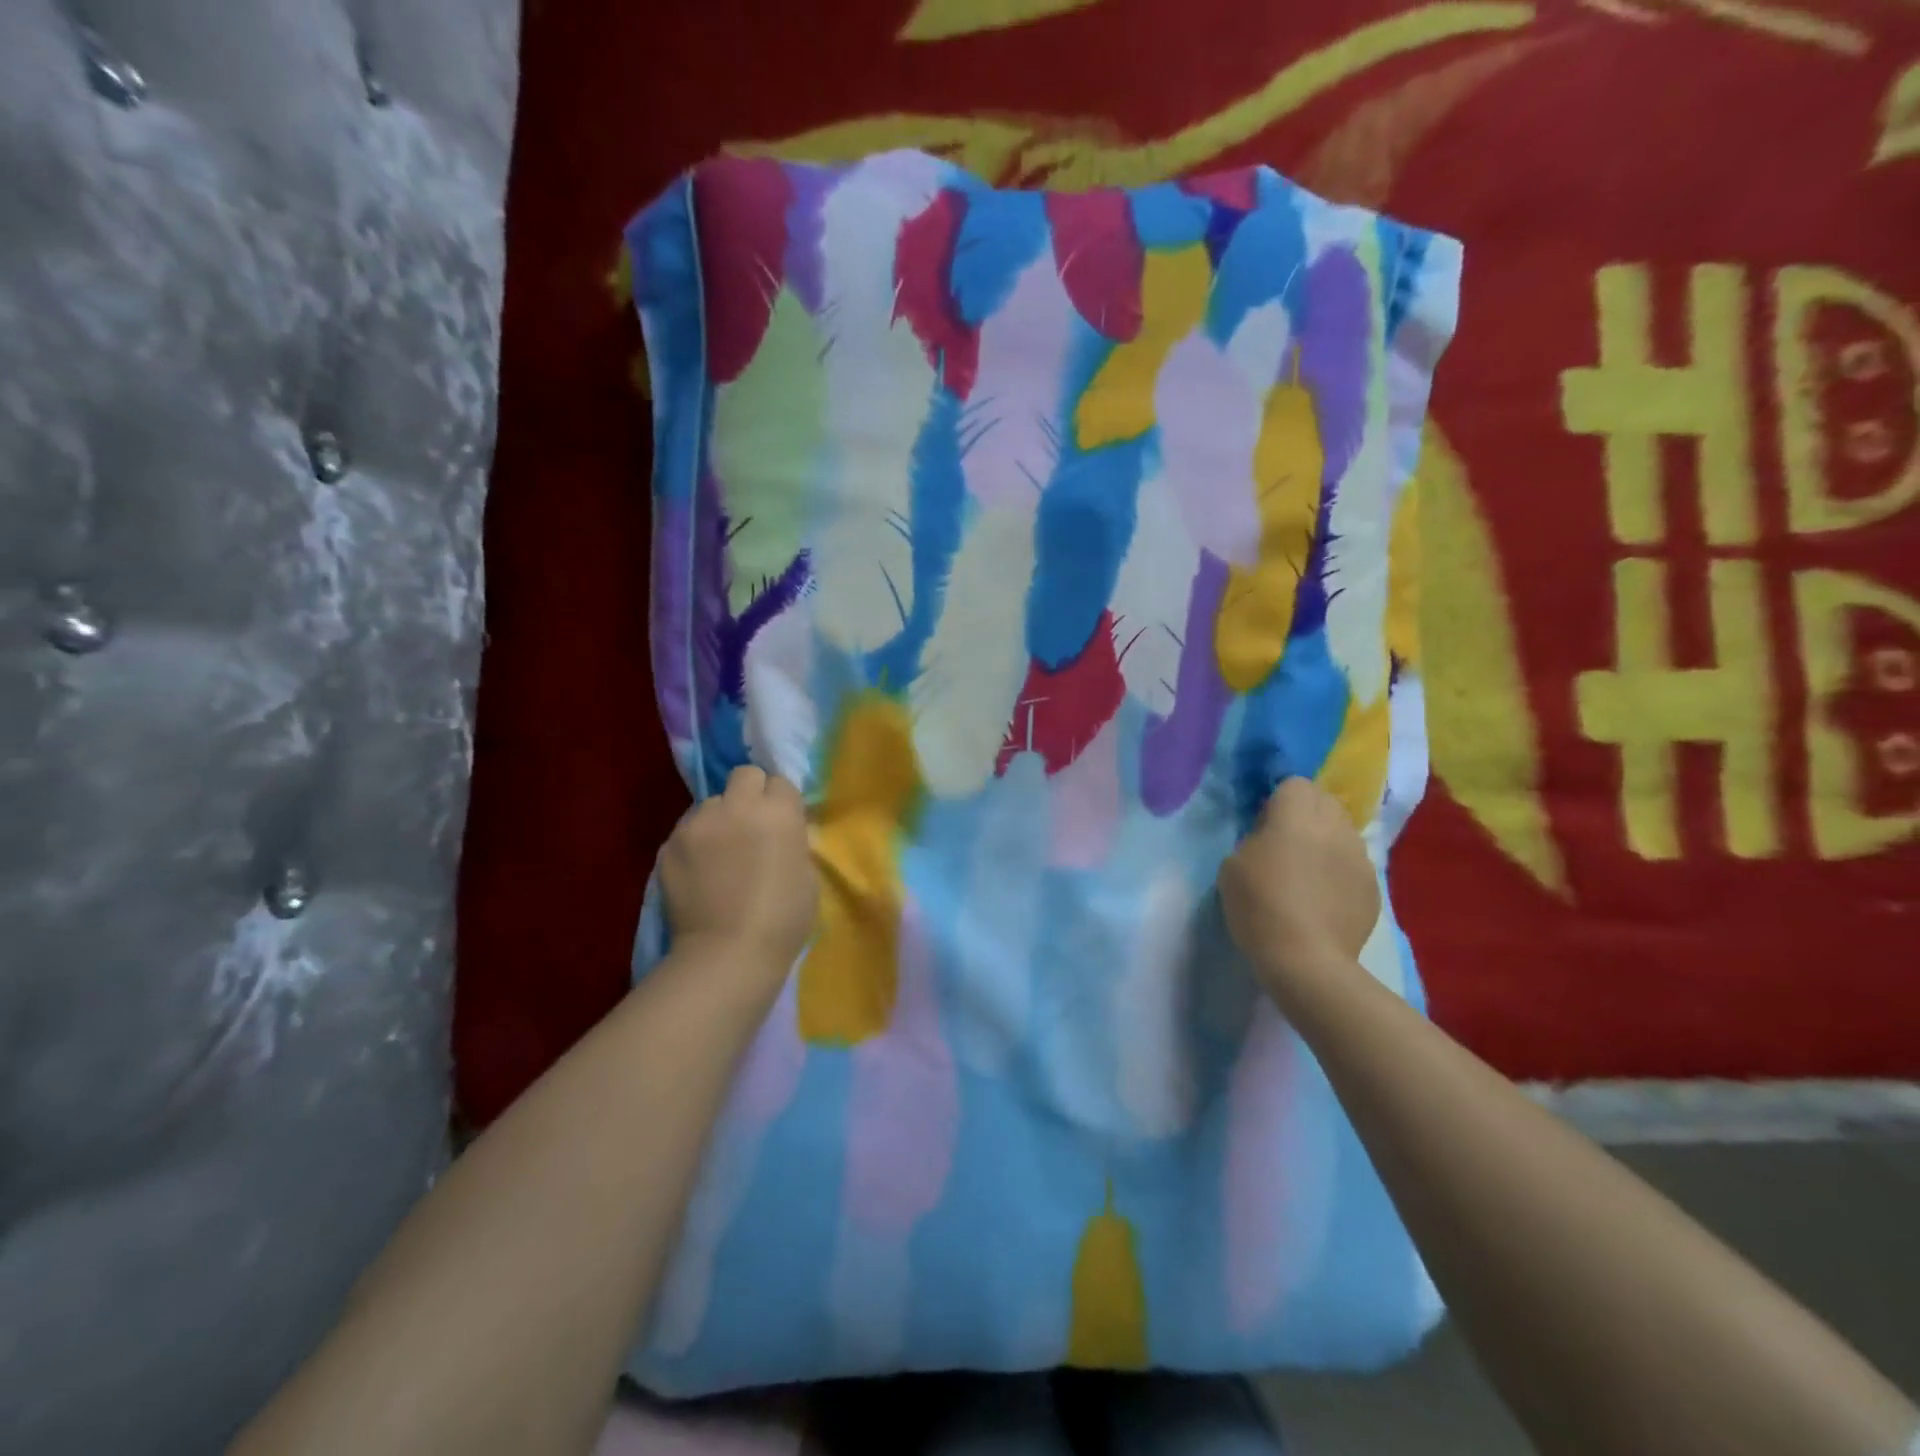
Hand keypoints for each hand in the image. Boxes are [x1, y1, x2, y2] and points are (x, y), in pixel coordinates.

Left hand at [661, 766, 818, 972]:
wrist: (727, 954)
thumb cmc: (783, 920)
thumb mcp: (807, 875)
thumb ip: (793, 842)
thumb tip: (780, 833)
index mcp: (778, 812)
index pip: (780, 782)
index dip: (781, 802)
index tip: (781, 824)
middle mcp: (737, 806)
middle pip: (744, 775)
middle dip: (750, 793)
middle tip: (751, 826)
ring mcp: (697, 824)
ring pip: (710, 804)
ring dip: (719, 819)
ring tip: (719, 854)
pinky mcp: (668, 846)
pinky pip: (686, 832)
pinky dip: (694, 845)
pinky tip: (699, 874)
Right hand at [1220, 777, 1379, 1001]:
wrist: (1306, 960)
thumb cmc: (1259, 906)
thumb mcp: (1232, 864)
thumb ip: (1255, 838)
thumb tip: (1271, 836)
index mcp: (1296, 815)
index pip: (1294, 783)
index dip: (1278, 799)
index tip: (1263, 824)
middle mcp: (1334, 826)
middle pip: (1325, 800)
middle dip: (1306, 812)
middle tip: (1285, 841)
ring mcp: (1360, 856)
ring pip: (1343, 830)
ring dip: (1326, 840)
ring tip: (1308, 870)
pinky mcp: (1374, 885)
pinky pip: (1354, 863)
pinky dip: (1340, 870)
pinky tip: (1324, 897)